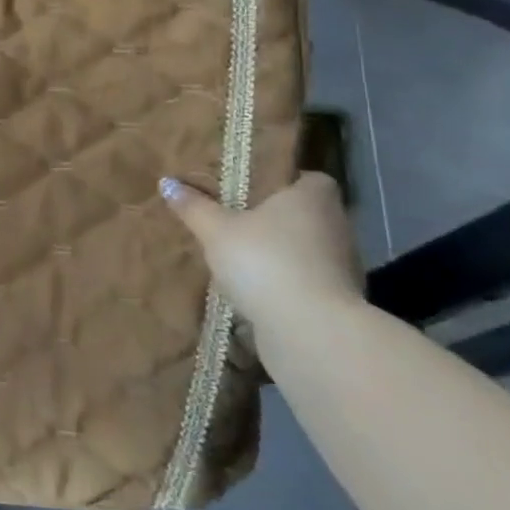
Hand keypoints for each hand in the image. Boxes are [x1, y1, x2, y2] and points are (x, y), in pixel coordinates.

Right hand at [159, 172, 363, 329]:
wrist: (310, 331)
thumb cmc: (264, 261)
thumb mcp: (216, 230)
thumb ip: (194, 206)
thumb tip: (167, 182)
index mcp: (313, 198)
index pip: (310, 179)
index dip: (285, 181)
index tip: (256, 189)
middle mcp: (336, 226)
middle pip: (306, 214)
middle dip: (276, 218)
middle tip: (237, 219)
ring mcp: (342, 265)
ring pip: (307, 248)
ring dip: (281, 252)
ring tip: (241, 256)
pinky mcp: (338, 300)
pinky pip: (307, 279)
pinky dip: (287, 281)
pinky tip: (256, 288)